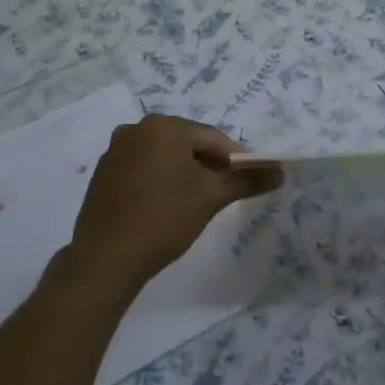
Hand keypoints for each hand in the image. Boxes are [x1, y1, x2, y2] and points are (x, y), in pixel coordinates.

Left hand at [67, 115, 281, 293]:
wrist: (106, 258)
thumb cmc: (164, 218)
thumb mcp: (211, 197)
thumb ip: (246, 180)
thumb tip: (280, 172)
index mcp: (163, 126)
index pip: (212, 138)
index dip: (236, 159)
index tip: (250, 181)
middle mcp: (136, 129)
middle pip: (187, 143)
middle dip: (209, 165)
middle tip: (224, 193)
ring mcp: (115, 151)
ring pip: (164, 157)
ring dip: (185, 173)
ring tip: (197, 203)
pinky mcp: (104, 174)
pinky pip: (142, 169)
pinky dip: (160, 181)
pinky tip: (167, 207)